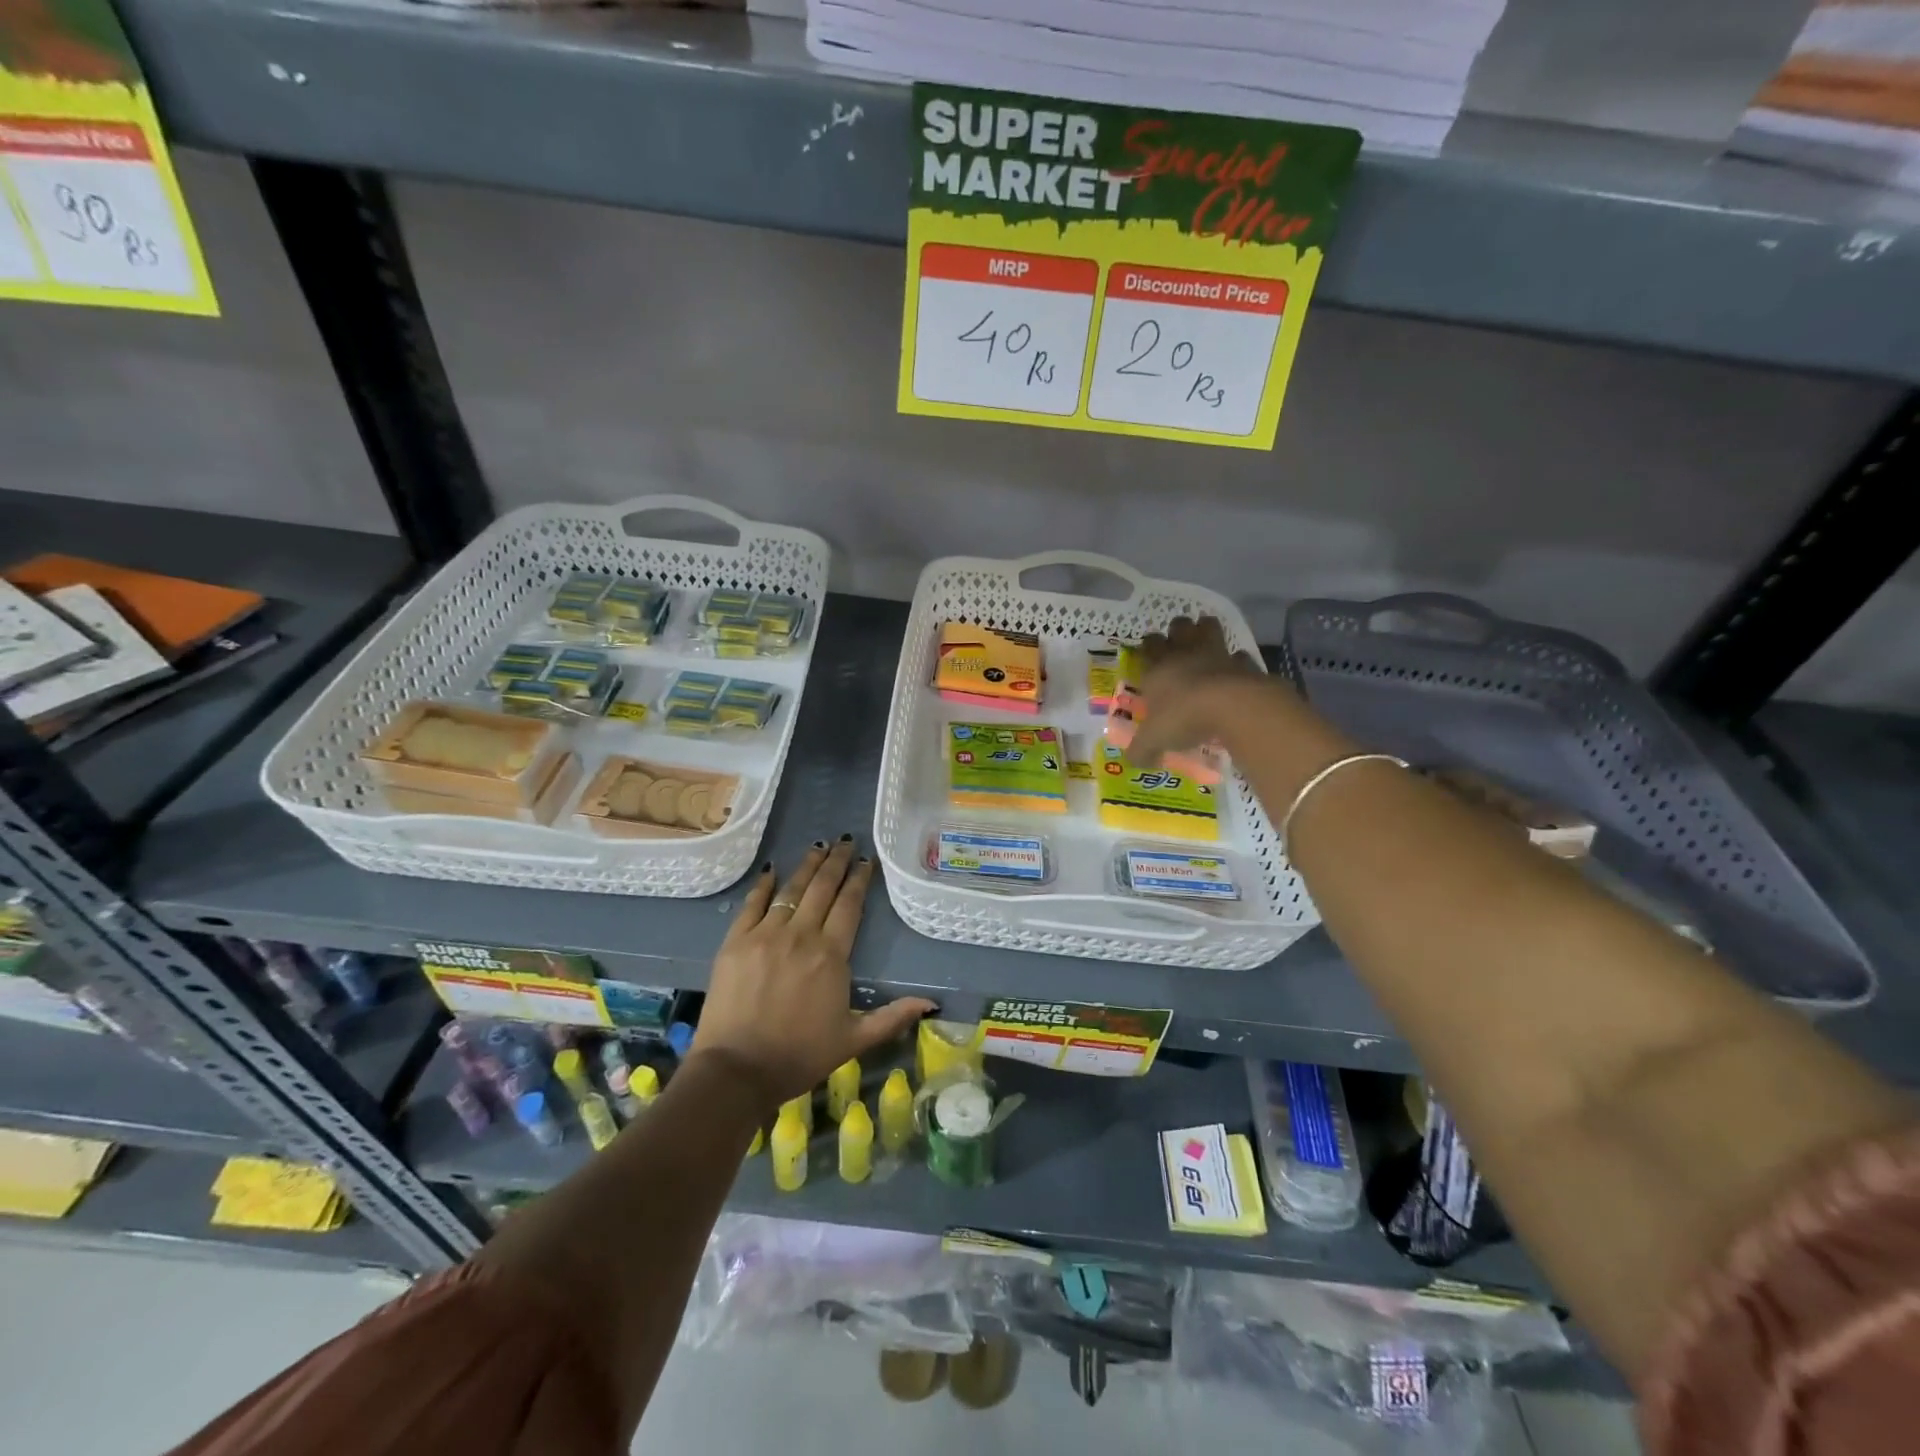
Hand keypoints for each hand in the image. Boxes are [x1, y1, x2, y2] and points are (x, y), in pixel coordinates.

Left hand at [691, 838, 936, 1109]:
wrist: (736, 1071)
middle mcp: (800, 935)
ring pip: (791, 889)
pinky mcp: (735, 942)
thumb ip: (892, 1017)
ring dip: (807, 866)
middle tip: (846, 841)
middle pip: (822, 888)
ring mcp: (765, 935)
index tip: (867, 860)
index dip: (860, 879)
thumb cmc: (799, 1056)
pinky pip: (752, 904)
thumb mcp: (853, 1040)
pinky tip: (772, 870)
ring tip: (818, 846)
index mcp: (831, 955)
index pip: (850, 905)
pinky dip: (763, 885)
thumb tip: (931, 1004)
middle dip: (836, 862)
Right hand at [1130, 615, 1283, 765]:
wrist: (1231, 706)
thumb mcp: (1154, 739)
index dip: (1148, 646)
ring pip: (1209, 627)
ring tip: (1205, 641)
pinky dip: (1237, 660)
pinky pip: (1239, 656)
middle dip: (1177, 631)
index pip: (1149, 645)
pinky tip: (1236, 670)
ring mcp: (1217, 655)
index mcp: (1158, 667)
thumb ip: (1141, 749)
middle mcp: (1185, 654)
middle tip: (1178, 644)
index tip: (1149, 654)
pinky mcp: (1243, 664)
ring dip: (1206, 630)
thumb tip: (1133, 762)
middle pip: (1179, 626)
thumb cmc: (1184, 717)